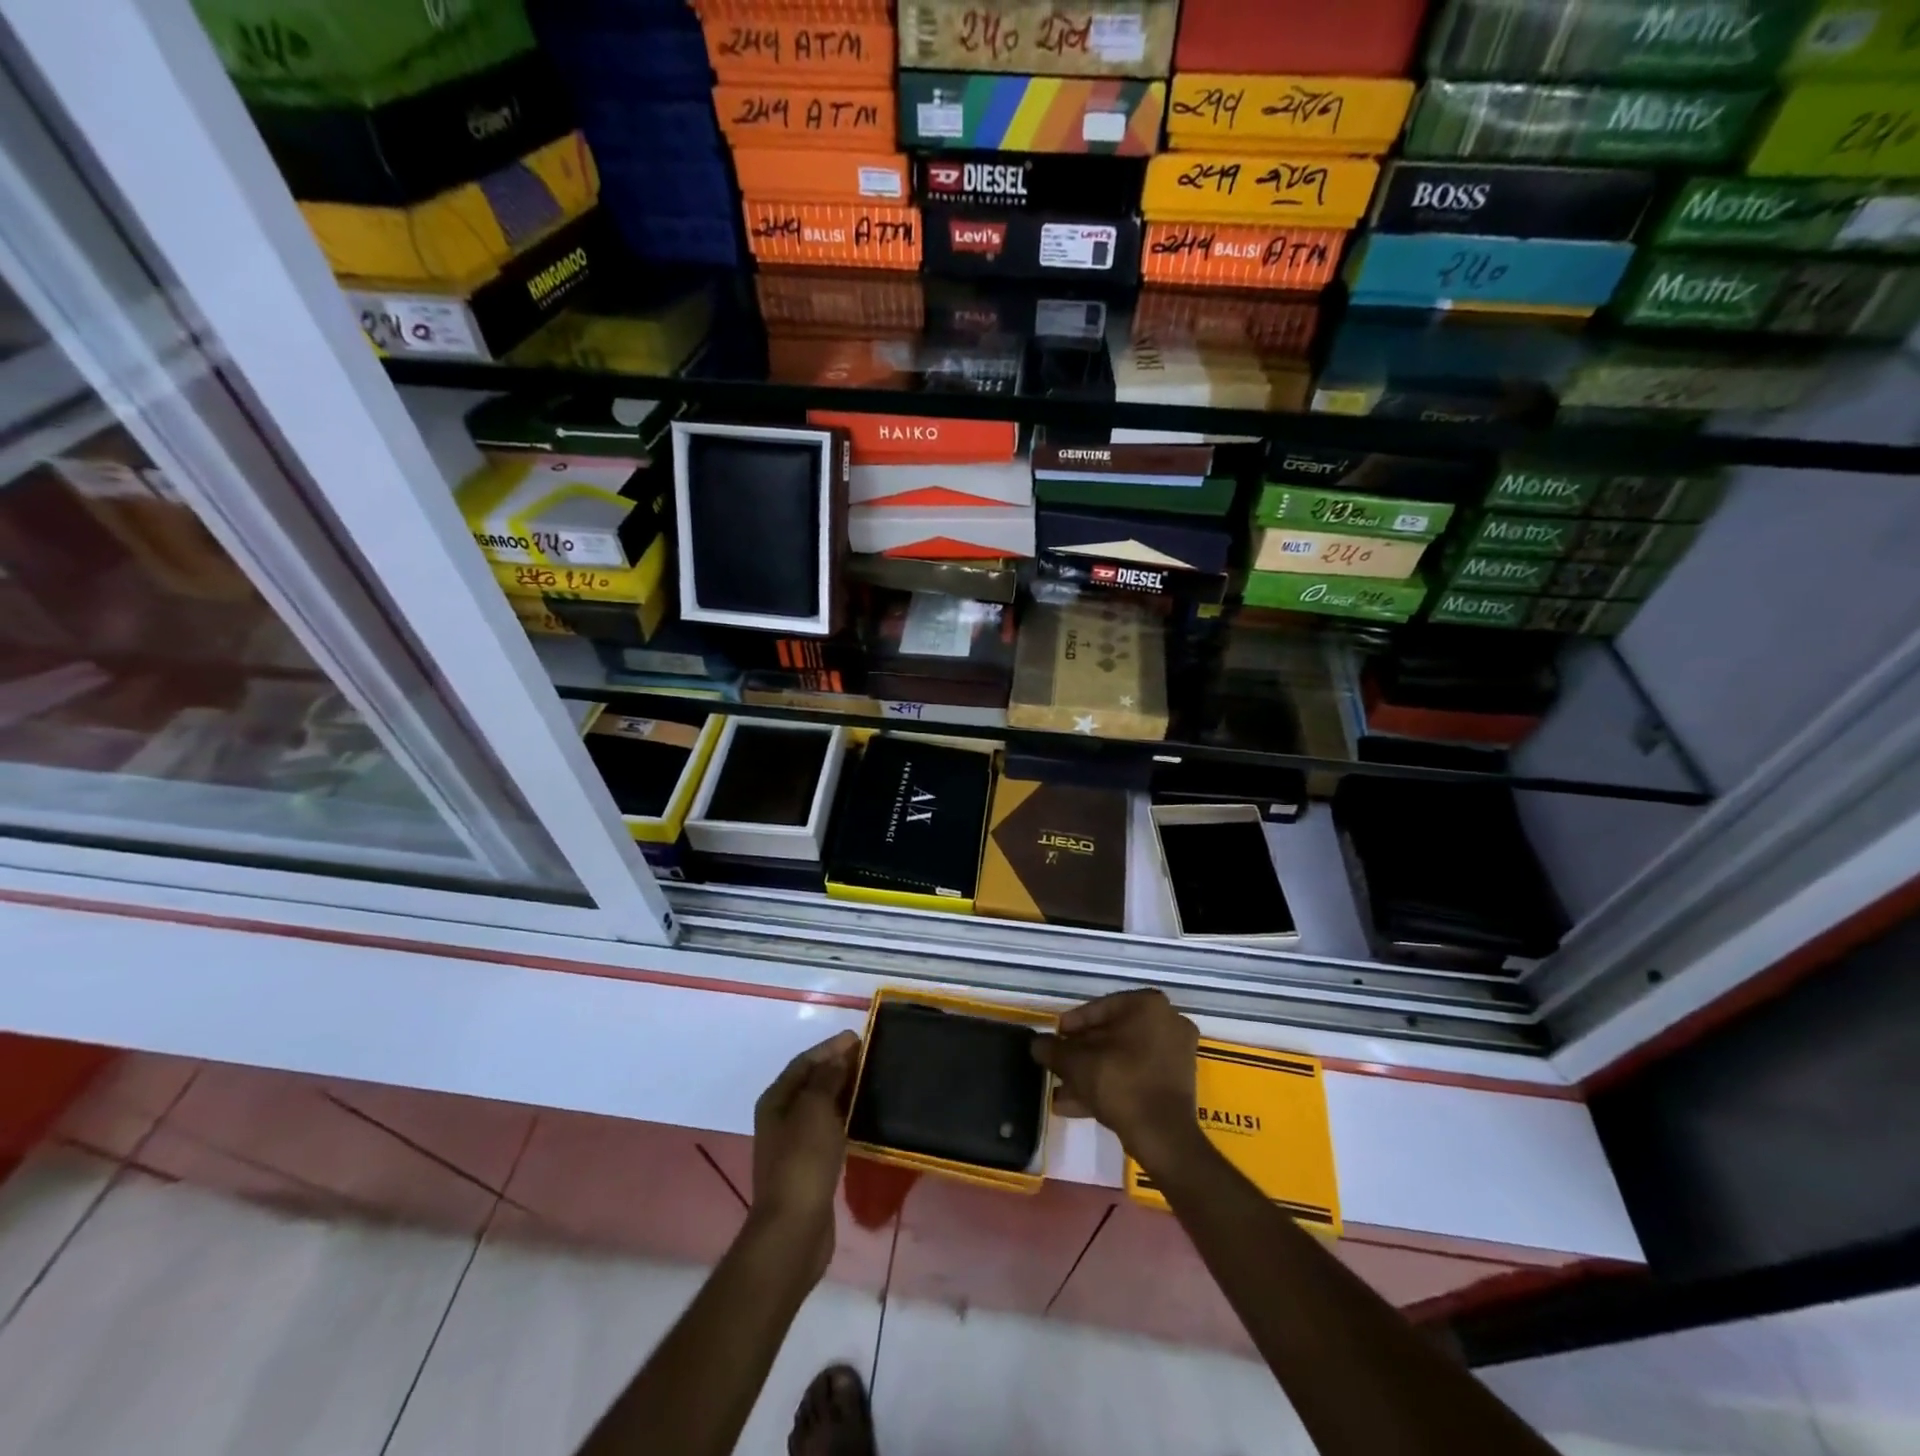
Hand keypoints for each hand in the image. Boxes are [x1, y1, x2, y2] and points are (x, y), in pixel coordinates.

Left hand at [750, 1030, 859, 1278]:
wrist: (794, 1229)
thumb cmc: (803, 1161)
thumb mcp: (815, 1110)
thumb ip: (827, 1079)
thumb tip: (837, 1056)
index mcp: (776, 1100)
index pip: (804, 1062)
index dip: (830, 1048)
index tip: (858, 1038)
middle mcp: (781, 1118)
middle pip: (811, 1083)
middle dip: (837, 1067)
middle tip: (869, 1057)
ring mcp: (794, 1144)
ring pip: (821, 1107)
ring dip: (842, 1092)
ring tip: (871, 1082)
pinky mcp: (809, 1166)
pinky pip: (828, 1129)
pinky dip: (844, 1118)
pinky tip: (863, 1118)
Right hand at [1033, 989, 1200, 1172]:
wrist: (1163, 1136)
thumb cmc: (1120, 1083)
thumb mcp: (1076, 1062)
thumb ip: (1053, 1049)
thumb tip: (1036, 1044)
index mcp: (1148, 1005)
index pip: (1099, 1008)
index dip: (1071, 1026)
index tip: (1053, 1040)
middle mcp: (1168, 1021)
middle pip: (1112, 1034)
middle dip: (1081, 1053)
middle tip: (1058, 1066)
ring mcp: (1176, 1053)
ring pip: (1123, 1058)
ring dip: (1092, 1072)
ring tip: (1063, 1091)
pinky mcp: (1177, 1082)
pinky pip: (1137, 1075)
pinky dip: (1112, 1084)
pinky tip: (1079, 1105)